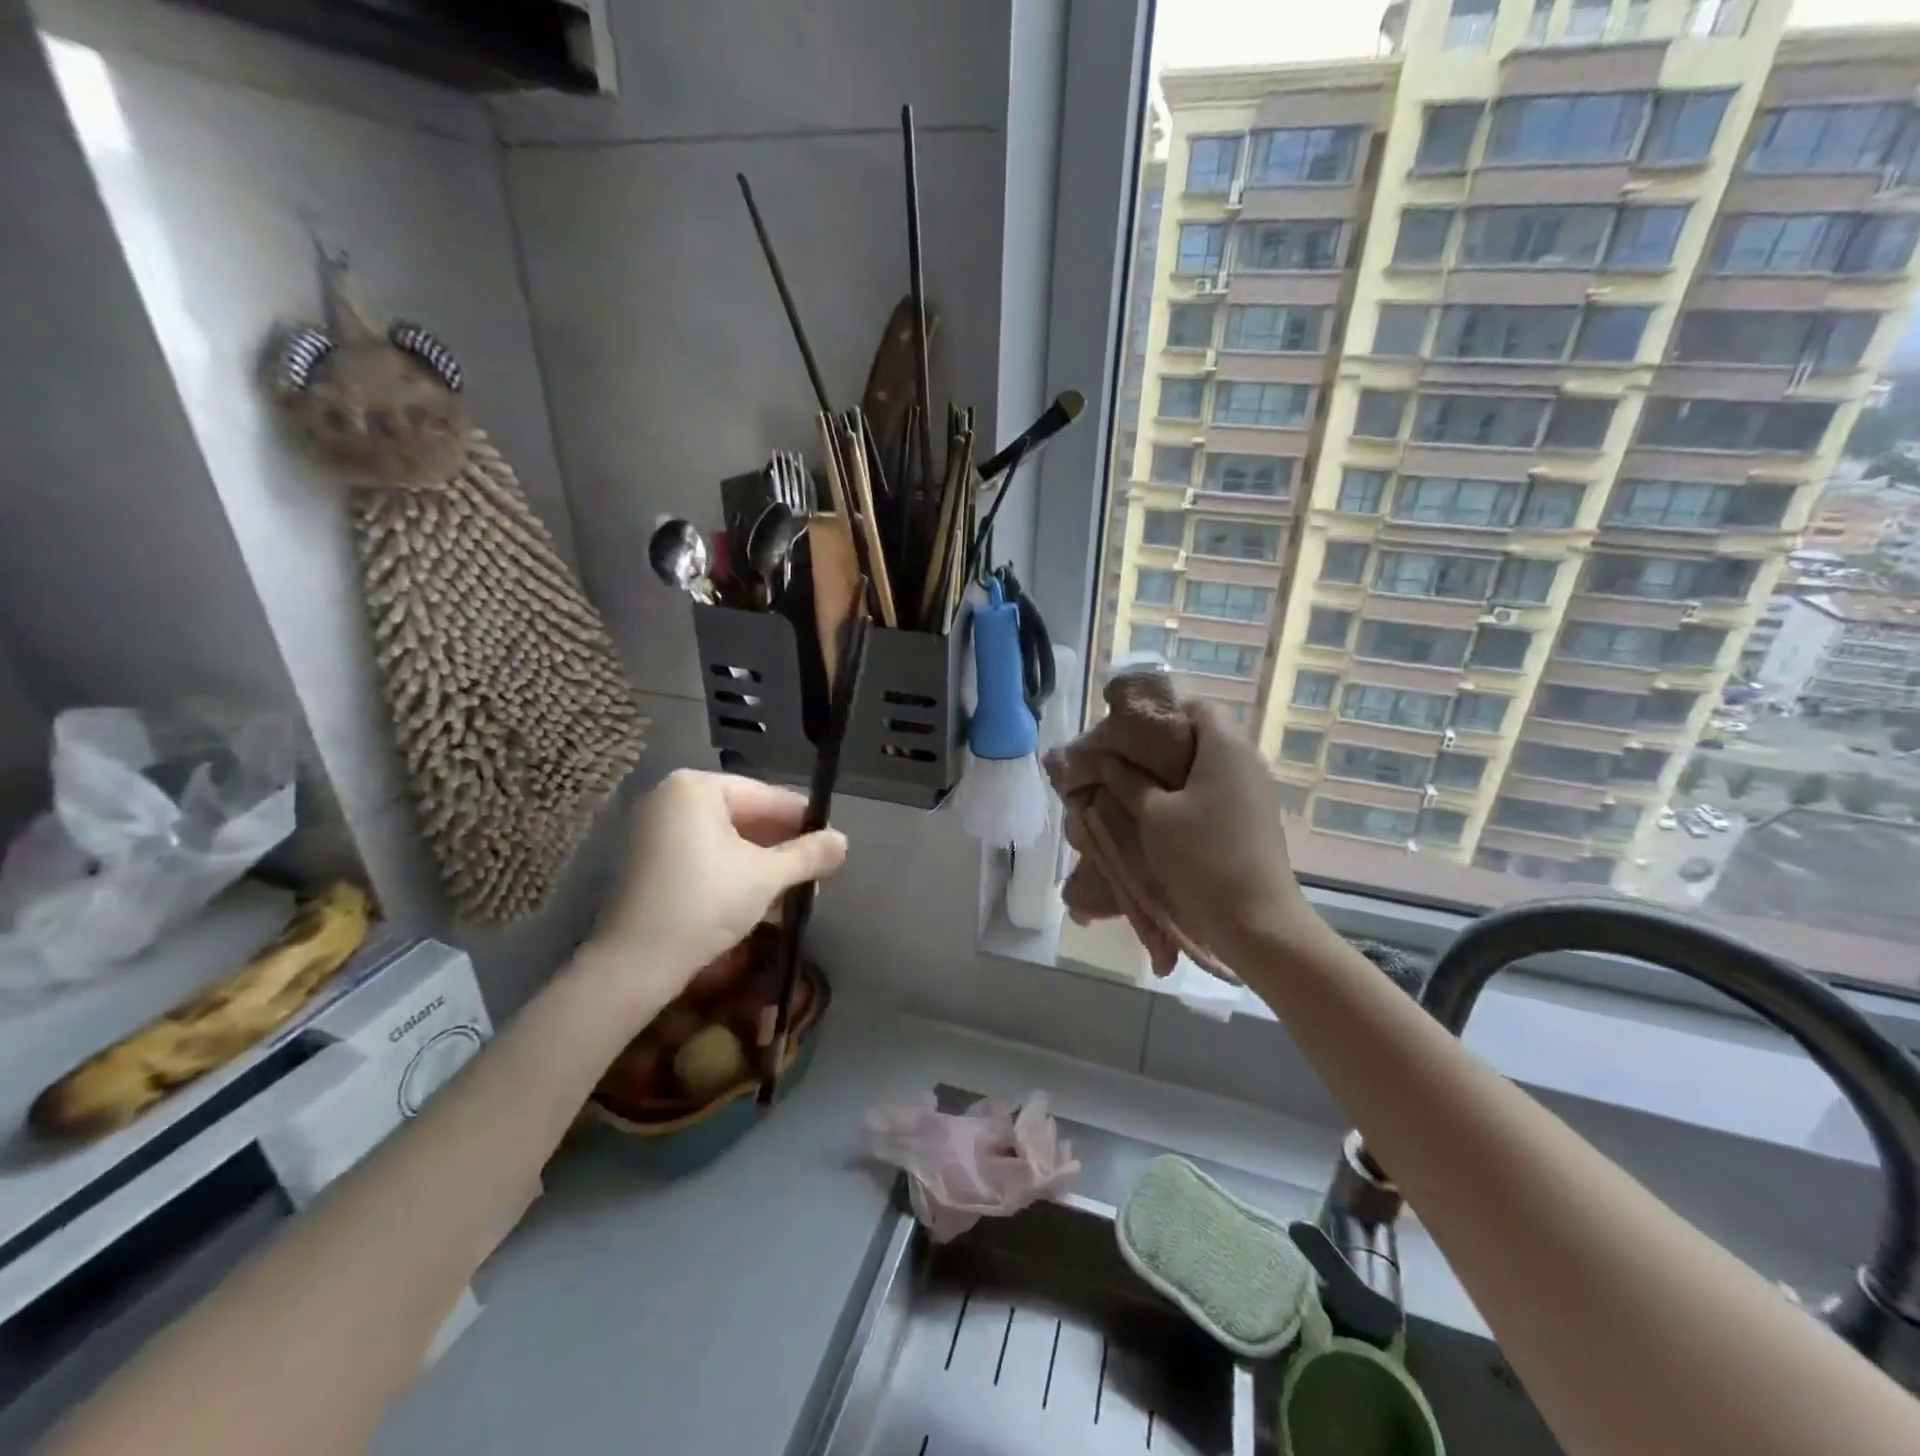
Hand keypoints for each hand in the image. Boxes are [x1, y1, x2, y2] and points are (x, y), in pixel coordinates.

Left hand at [586, 770, 847, 1015]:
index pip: (768, 796)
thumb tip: (844, 841)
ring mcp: (656, 830)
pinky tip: (763, 901)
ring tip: (796, 894)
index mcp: (697, 788)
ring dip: (764, 866)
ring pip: (728, 841)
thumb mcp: (767, 876)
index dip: (805, 822)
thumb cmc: (705, 904)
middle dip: (784, 849)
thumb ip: (809, 854)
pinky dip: (735, 874)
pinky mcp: (650, 862)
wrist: (634, 965)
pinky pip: (705, 856)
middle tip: (818, 875)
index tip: (833, 846)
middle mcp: (672, 798)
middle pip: (747, 817)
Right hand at [1096, 705, 1325, 965]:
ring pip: (1208, 768)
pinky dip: (1190, 797)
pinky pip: (1218, 792)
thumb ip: (1127, 780)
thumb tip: (1105, 758)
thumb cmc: (1201, 857)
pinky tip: (1162, 819)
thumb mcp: (1153, 816)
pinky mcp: (1255, 819)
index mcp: (1226, 747)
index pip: (1196, 707)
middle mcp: (1248, 761)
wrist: (1257, 921)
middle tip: (1122, 766)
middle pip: (1201, 736)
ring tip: (1135, 794)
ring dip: (1173, 776)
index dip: (1161, 715)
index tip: (1127, 737)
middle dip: (1160, 748)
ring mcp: (1255, 792)